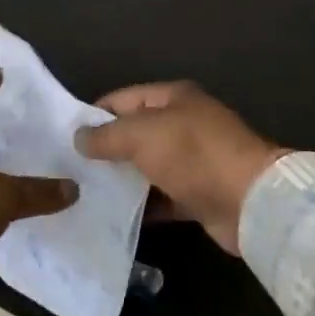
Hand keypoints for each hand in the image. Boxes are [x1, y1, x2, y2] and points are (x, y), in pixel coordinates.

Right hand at [75, 82, 284, 254]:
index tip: (64, 136)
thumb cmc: (194, 154)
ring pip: (146, 167)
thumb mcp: (143, 135)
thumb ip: (107, 135)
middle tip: (69, 169)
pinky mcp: (197, 195)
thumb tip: (79, 137)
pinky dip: (141, 206)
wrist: (250, 201)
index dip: (94, 114)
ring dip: (121, 180)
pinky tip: (113, 217)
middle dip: (105, 149)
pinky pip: (161, 197)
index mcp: (173, 98)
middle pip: (135, 133)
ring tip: (83, 194)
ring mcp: (192, 161)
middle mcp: (182, 125)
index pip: (123, 99)